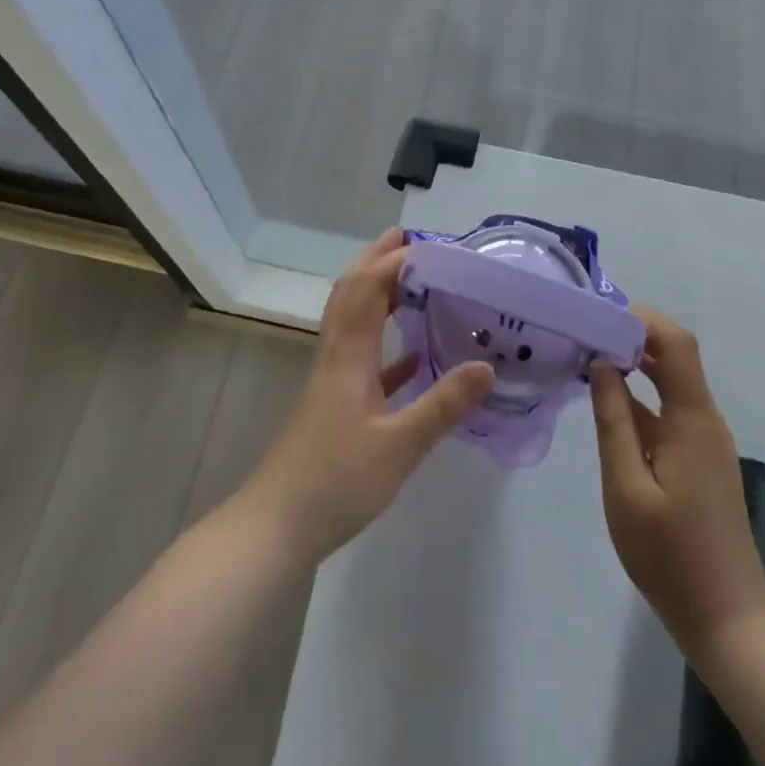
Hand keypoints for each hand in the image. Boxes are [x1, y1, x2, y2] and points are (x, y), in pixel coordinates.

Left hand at [239, 228, 493, 568]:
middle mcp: (337, 355)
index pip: (369, 288)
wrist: (277, 526)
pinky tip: (411, 356)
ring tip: (410, 279)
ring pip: (353, 319)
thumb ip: (443, 405)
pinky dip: (385, 342)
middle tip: (409, 239)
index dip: (395, 260)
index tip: (432, 245)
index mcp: (349, 355)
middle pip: (352, 292)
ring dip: (377, 292)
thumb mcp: (399, 447)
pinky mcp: (334, 403)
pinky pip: (361, 356)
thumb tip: (487, 365)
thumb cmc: (336, 481)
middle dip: (376, 259)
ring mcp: (332, 379)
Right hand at [591, 307, 764, 654]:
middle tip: (585, 330)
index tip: (598, 314)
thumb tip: (601, 364)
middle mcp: (704, 418)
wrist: (727, 619)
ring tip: (587, 356)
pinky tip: (607, 401)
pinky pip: (669, 409)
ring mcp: (704, 439)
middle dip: (632, 335)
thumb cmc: (671, 555)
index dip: (641, 319)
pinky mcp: (699, 458)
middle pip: (674, 355)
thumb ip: (613, 422)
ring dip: (634, 363)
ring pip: (671, 381)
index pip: (675, 344)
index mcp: (692, 418)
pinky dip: (640, 394)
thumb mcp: (626, 488)